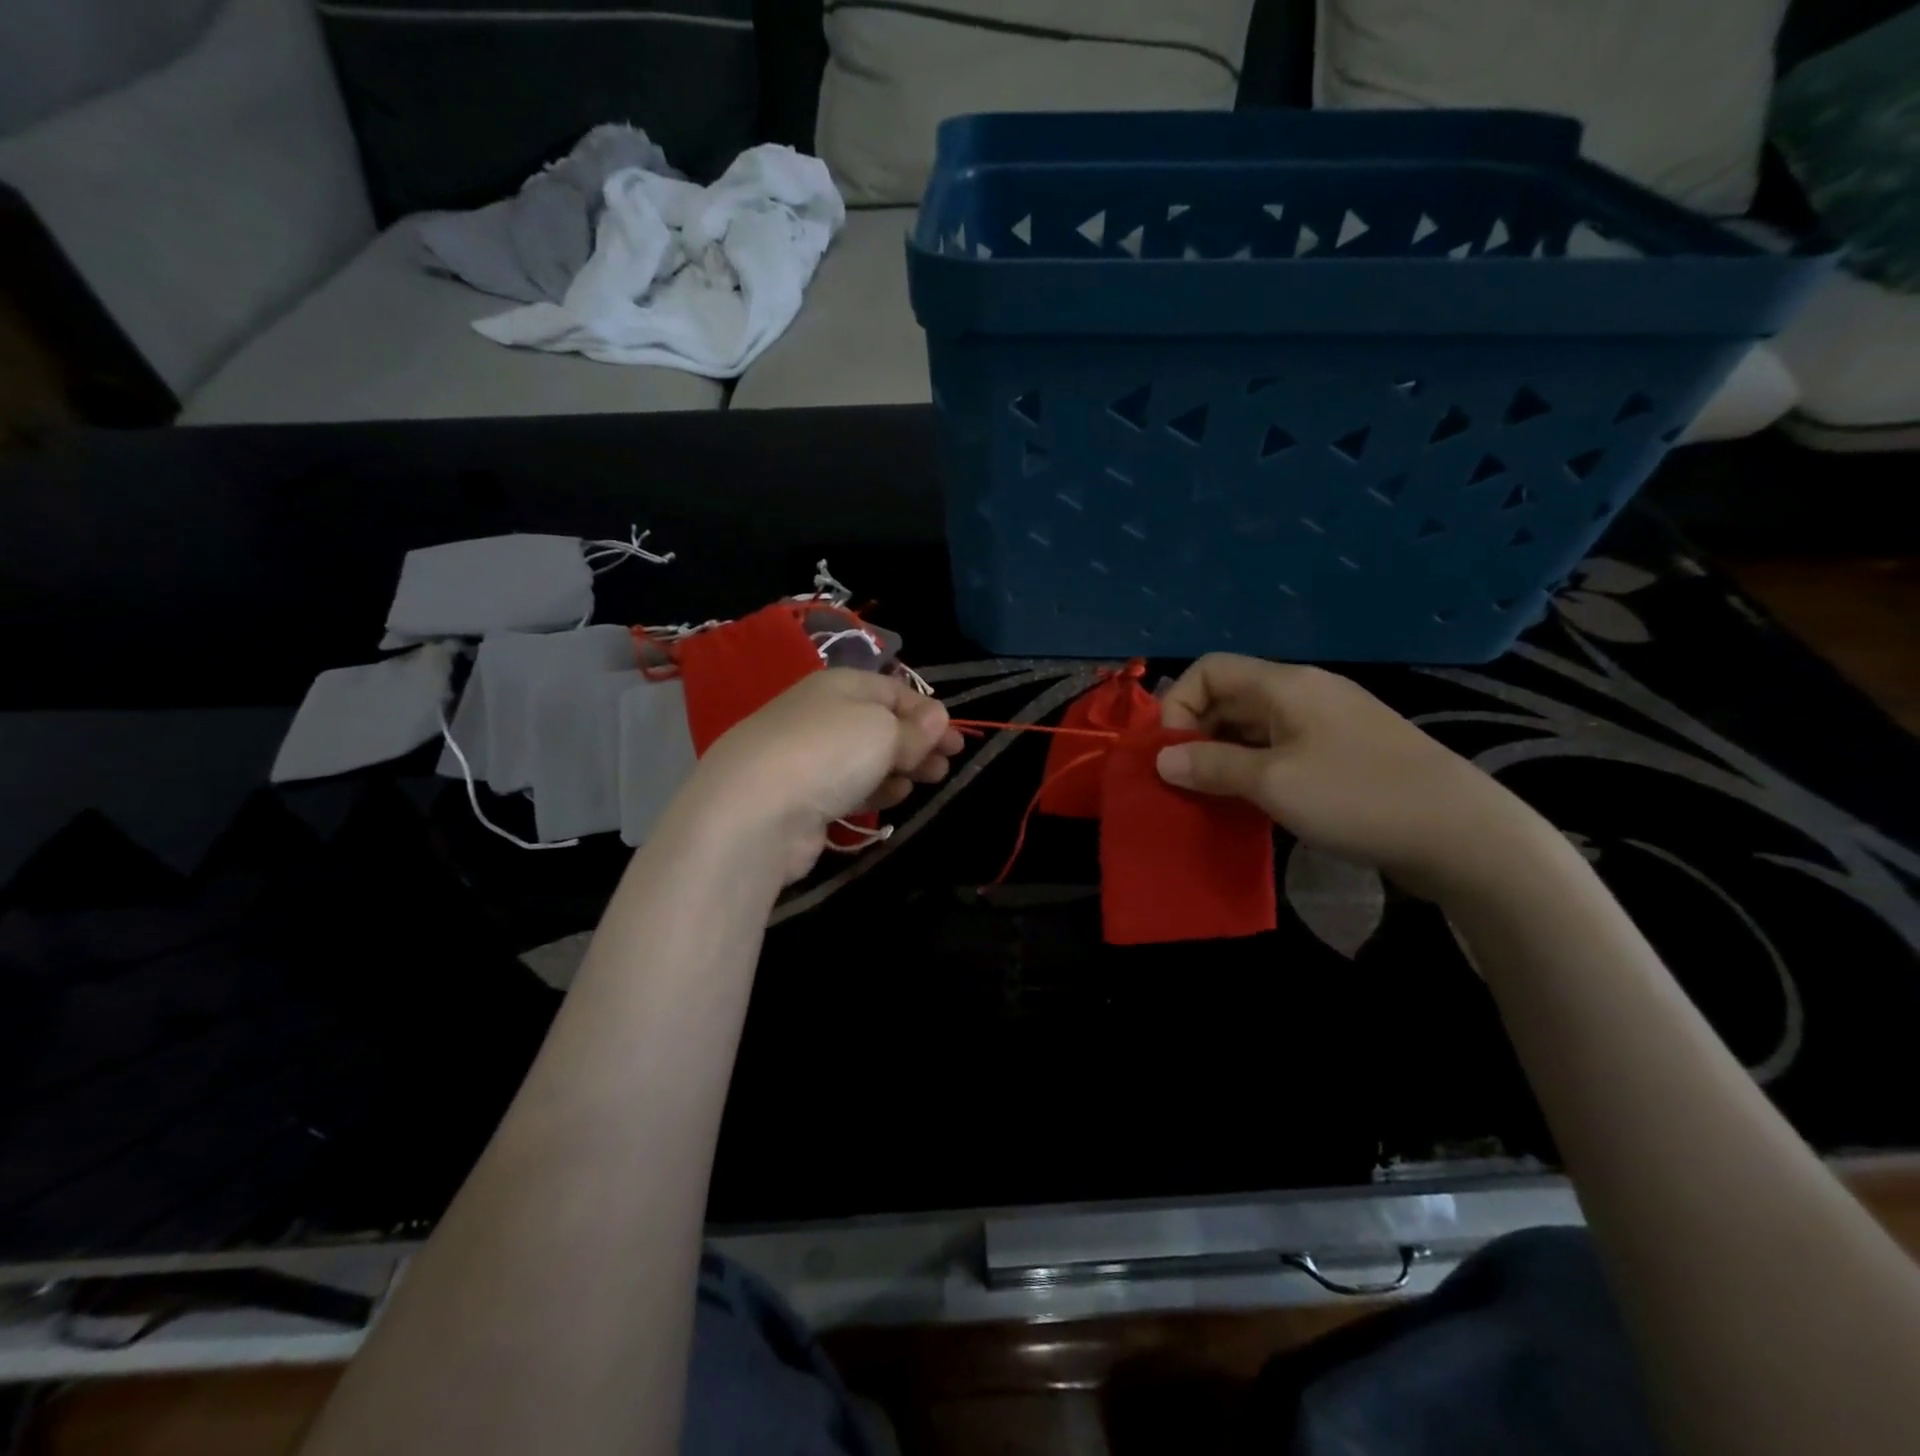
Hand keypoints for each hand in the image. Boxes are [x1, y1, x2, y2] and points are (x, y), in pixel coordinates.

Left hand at [687, 669, 960, 882]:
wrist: (756, 809)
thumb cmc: (830, 752)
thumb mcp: (884, 731)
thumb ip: (915, 729)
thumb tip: (938, 716)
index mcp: (840, 685)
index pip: (894, 690)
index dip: (928, 713)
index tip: (955, 739)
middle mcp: (821, 713)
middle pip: (881, 724)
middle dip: (919, 743)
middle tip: (946, 765)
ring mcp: (808, 755)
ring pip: (866, 757)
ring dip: (900, 767)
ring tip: (927, 781)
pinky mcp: (802, 795)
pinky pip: (848, 785)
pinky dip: (874, 789)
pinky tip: (893, 798)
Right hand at [1156, 654, 1552, 902]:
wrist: (1461, 833)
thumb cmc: (1357, 797)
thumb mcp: (1272, 782)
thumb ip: (1211, 766)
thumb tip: (1162, 759)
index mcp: (1286, 684)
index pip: (1209, 669)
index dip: (1178, 705)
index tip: (1172, 754)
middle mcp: (1304, 692)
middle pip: (1229, 696)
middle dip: (1196, 734)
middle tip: (1185, 781)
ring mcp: (1328, 722)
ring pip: (1253, 726)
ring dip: (1223, 755)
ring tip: (1211, 796)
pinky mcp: (1344, 752)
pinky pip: (1280, 748)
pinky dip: (1254, 768)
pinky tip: (1251, 803)